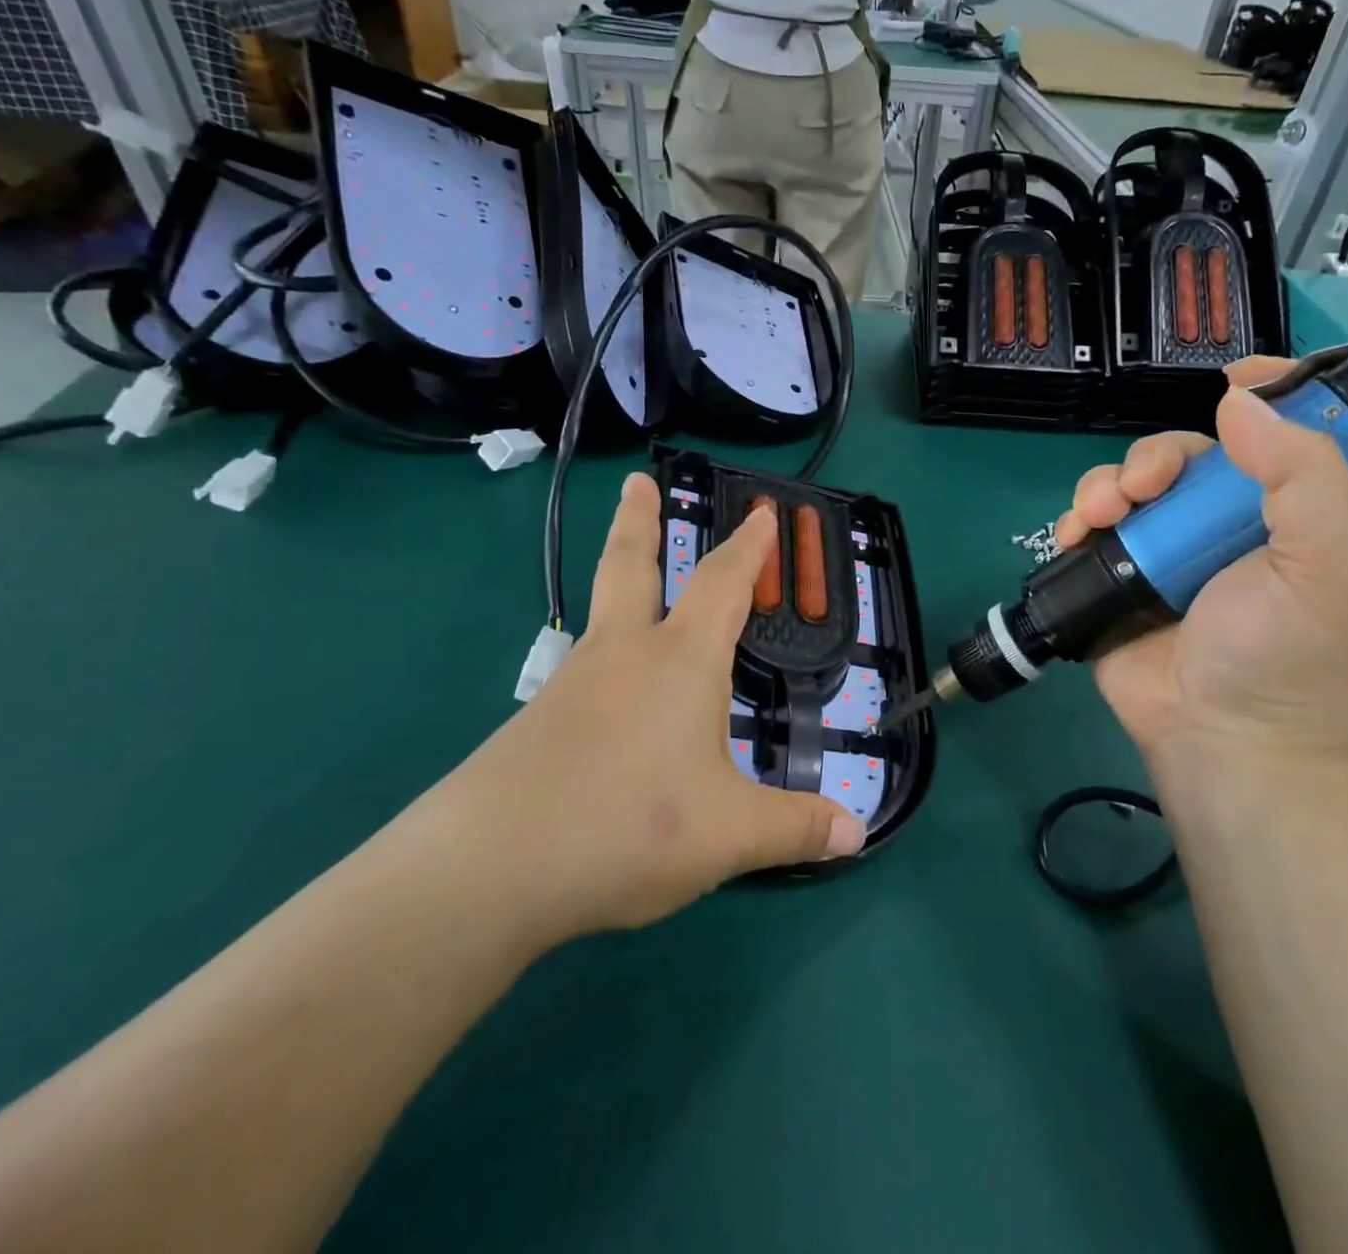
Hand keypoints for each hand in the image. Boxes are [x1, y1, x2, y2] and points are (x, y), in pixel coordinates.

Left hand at [454, 474, 865, 940]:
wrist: (490, 867)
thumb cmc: (629, 825)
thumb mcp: (729, 834)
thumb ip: (794, 828)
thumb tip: (856, 834)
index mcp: (680, 660)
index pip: (723, 584)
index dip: (749, 547)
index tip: (762, 511)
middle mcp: (623, 655)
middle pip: (631, 567)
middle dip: (640, 520)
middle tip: (637, 481)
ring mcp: (571, 685)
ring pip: (601, 616)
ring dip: (618, 584)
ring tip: (633, 592)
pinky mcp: (535, 723)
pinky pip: (582, 674)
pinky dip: (603, 662)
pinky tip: (606, 699)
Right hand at [1053, 359, 1347, 785]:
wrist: (1217, 739)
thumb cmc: (1281, 654)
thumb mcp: (1324, 564)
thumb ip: (1302, 476)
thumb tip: (1239, 401)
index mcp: (1280, 514)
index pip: (1272, 436)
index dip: (1257, 397)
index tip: (1227, 377)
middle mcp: (1218, 525)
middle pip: (1179, 456)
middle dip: (1152, 459)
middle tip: (1142, 490)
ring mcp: (1160, 553)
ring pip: (1125, 486)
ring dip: (1105, 487)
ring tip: (1099, 517)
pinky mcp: (1113, 579)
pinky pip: (1088, 529)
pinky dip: (1075, 521)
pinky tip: (1075, 535)